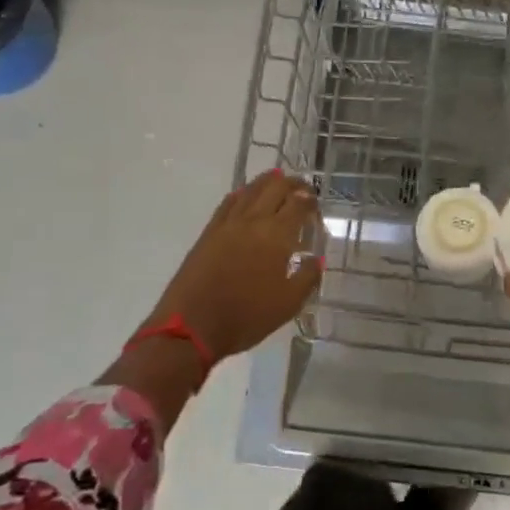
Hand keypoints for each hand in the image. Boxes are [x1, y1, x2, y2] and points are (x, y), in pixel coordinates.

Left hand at [148, 170, 321, 360]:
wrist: (192, 327)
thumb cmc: (246, 317)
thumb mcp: (288, 304)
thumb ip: (308, 277)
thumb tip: (317, 258)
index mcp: (276, 235)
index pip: (298, 204)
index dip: (310, 200)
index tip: (317, 206)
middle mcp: (253, 220)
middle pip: (275, 187)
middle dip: (293, 184)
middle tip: (303, 190)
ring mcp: (228, 223)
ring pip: (251, 189)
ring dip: (268, 182)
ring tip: (278, 182)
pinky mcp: (209, 232)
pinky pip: (229, 202)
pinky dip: (243, 193)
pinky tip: (246, 195)